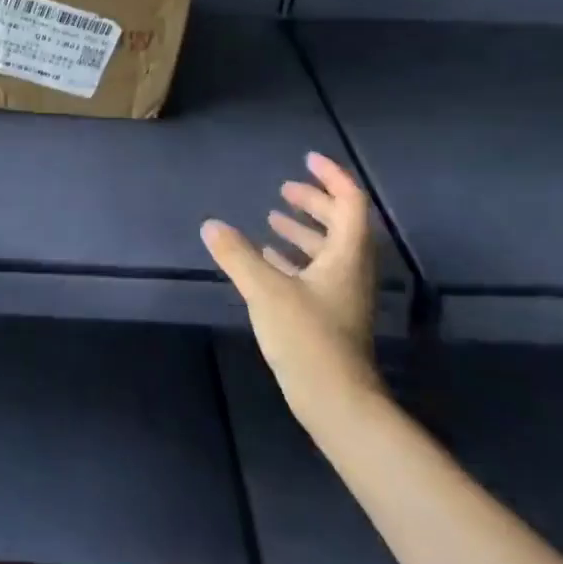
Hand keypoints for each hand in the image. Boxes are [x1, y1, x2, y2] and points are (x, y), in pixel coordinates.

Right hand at [202, 152, 381, 425]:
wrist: (337, 402)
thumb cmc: (307, 338)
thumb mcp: (265, 291)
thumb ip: (237, 255)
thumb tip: (211, 225)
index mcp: (347, 256)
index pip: (350, 203)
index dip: (331, 177)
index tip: (306, 161)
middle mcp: (351, 270)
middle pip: (342, 224)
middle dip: (314, 202)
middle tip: (285, 189)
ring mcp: (343, 295)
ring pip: (329, 250)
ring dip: (304, 230)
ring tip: (272, 219)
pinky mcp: (331, 316)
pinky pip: (317, 273)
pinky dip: (295, 258)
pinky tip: (268, 259)